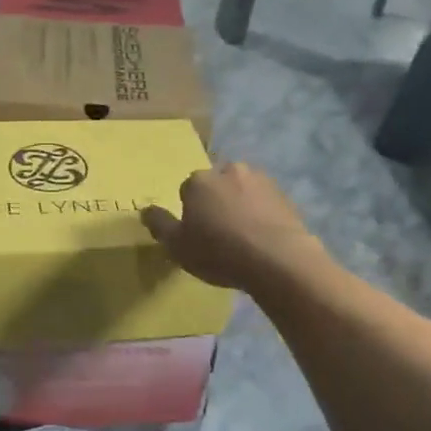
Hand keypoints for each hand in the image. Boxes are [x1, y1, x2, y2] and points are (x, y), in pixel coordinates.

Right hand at [141, 162, 326, 294]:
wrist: (278, 260)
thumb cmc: (218, 252)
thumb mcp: (177, 246)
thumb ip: (159, 225)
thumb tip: (145, 210)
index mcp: (199, 181)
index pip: (186, 190)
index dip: (190, 212)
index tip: (196, 234)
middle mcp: (229, 171)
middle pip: (216, 186)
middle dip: (216, 202)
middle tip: (219, 234)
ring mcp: (261, 181)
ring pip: (242, 191)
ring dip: (240, 207)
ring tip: (243, 238)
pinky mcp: (285, 196)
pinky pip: (265, 204)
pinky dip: (261, 216)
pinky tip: (262, 240)